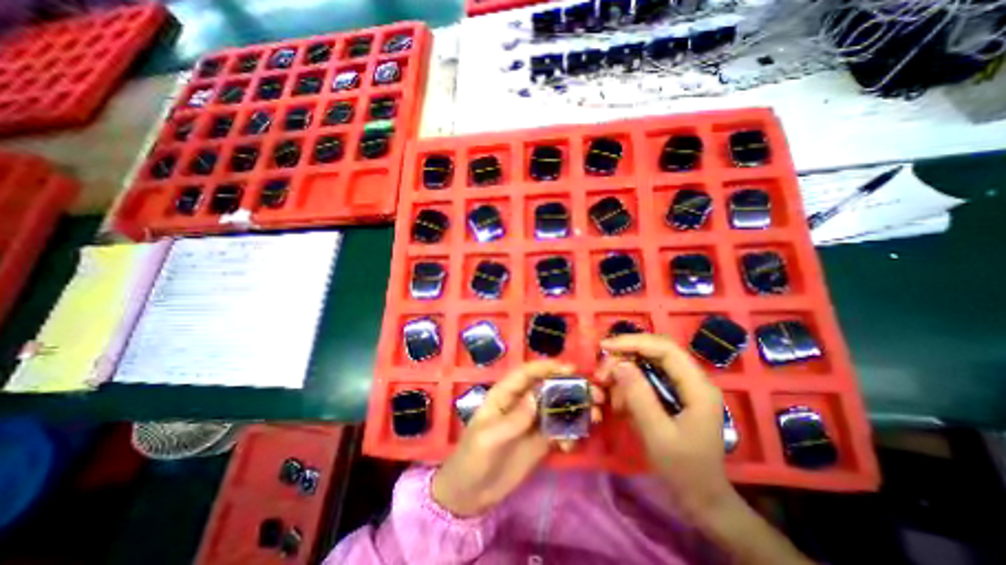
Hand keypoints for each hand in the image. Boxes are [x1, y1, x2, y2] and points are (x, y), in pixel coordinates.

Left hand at [430, 361, 600, 515]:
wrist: (470, 494)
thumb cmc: (473, 458)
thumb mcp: (489, 438)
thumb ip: (514, 418)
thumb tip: (537, 396)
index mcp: (504, 394)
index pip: (527, 373)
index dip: (547, 367)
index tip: (571, 369)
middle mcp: (521, 403)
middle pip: (548, 387)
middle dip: (571, 387)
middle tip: (594, 393)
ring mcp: (532, 421)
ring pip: (557, 407)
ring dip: (576, 409)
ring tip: (595, 416)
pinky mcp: (539, 440)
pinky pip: (559, 430)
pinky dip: (570, 434)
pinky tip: (572, 446)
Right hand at [596, 331, 730, 519]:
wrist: (702, 496)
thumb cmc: (683, 468)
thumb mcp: (658, 434)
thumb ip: (639, 396)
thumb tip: (619, 364)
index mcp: (697, 387)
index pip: (664, 348)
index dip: (633, 342)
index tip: (605, 347)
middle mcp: (693, 379)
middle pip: (654, 352)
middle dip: (624, 357)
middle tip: (602, 374)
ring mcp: (683, 385)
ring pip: (647, 363)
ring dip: (623, 373)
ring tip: (607, 392)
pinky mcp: (673, 393)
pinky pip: (646, 378)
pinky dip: (628, 385)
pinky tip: (619, 401)